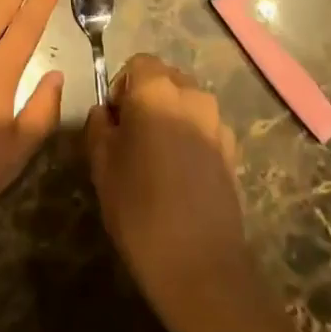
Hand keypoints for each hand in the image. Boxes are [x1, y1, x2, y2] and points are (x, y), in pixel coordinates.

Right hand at [86, 54, 256, 331]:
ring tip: (154, 160)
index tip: (113, 122)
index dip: (120, 87)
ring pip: (185, 104)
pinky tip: (178, 177)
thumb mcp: (102, 165)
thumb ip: (99, 126)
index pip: (137, 63)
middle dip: (145, 99)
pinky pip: (202, 128)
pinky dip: (188, 139)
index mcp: (157, 91)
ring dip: (168, 118)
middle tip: (129, 139)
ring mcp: (218, 124)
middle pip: (164, 79)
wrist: (201, 268)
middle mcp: (192, 96)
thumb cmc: (140, 209)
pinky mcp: (232, 152)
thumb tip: (105, 113)